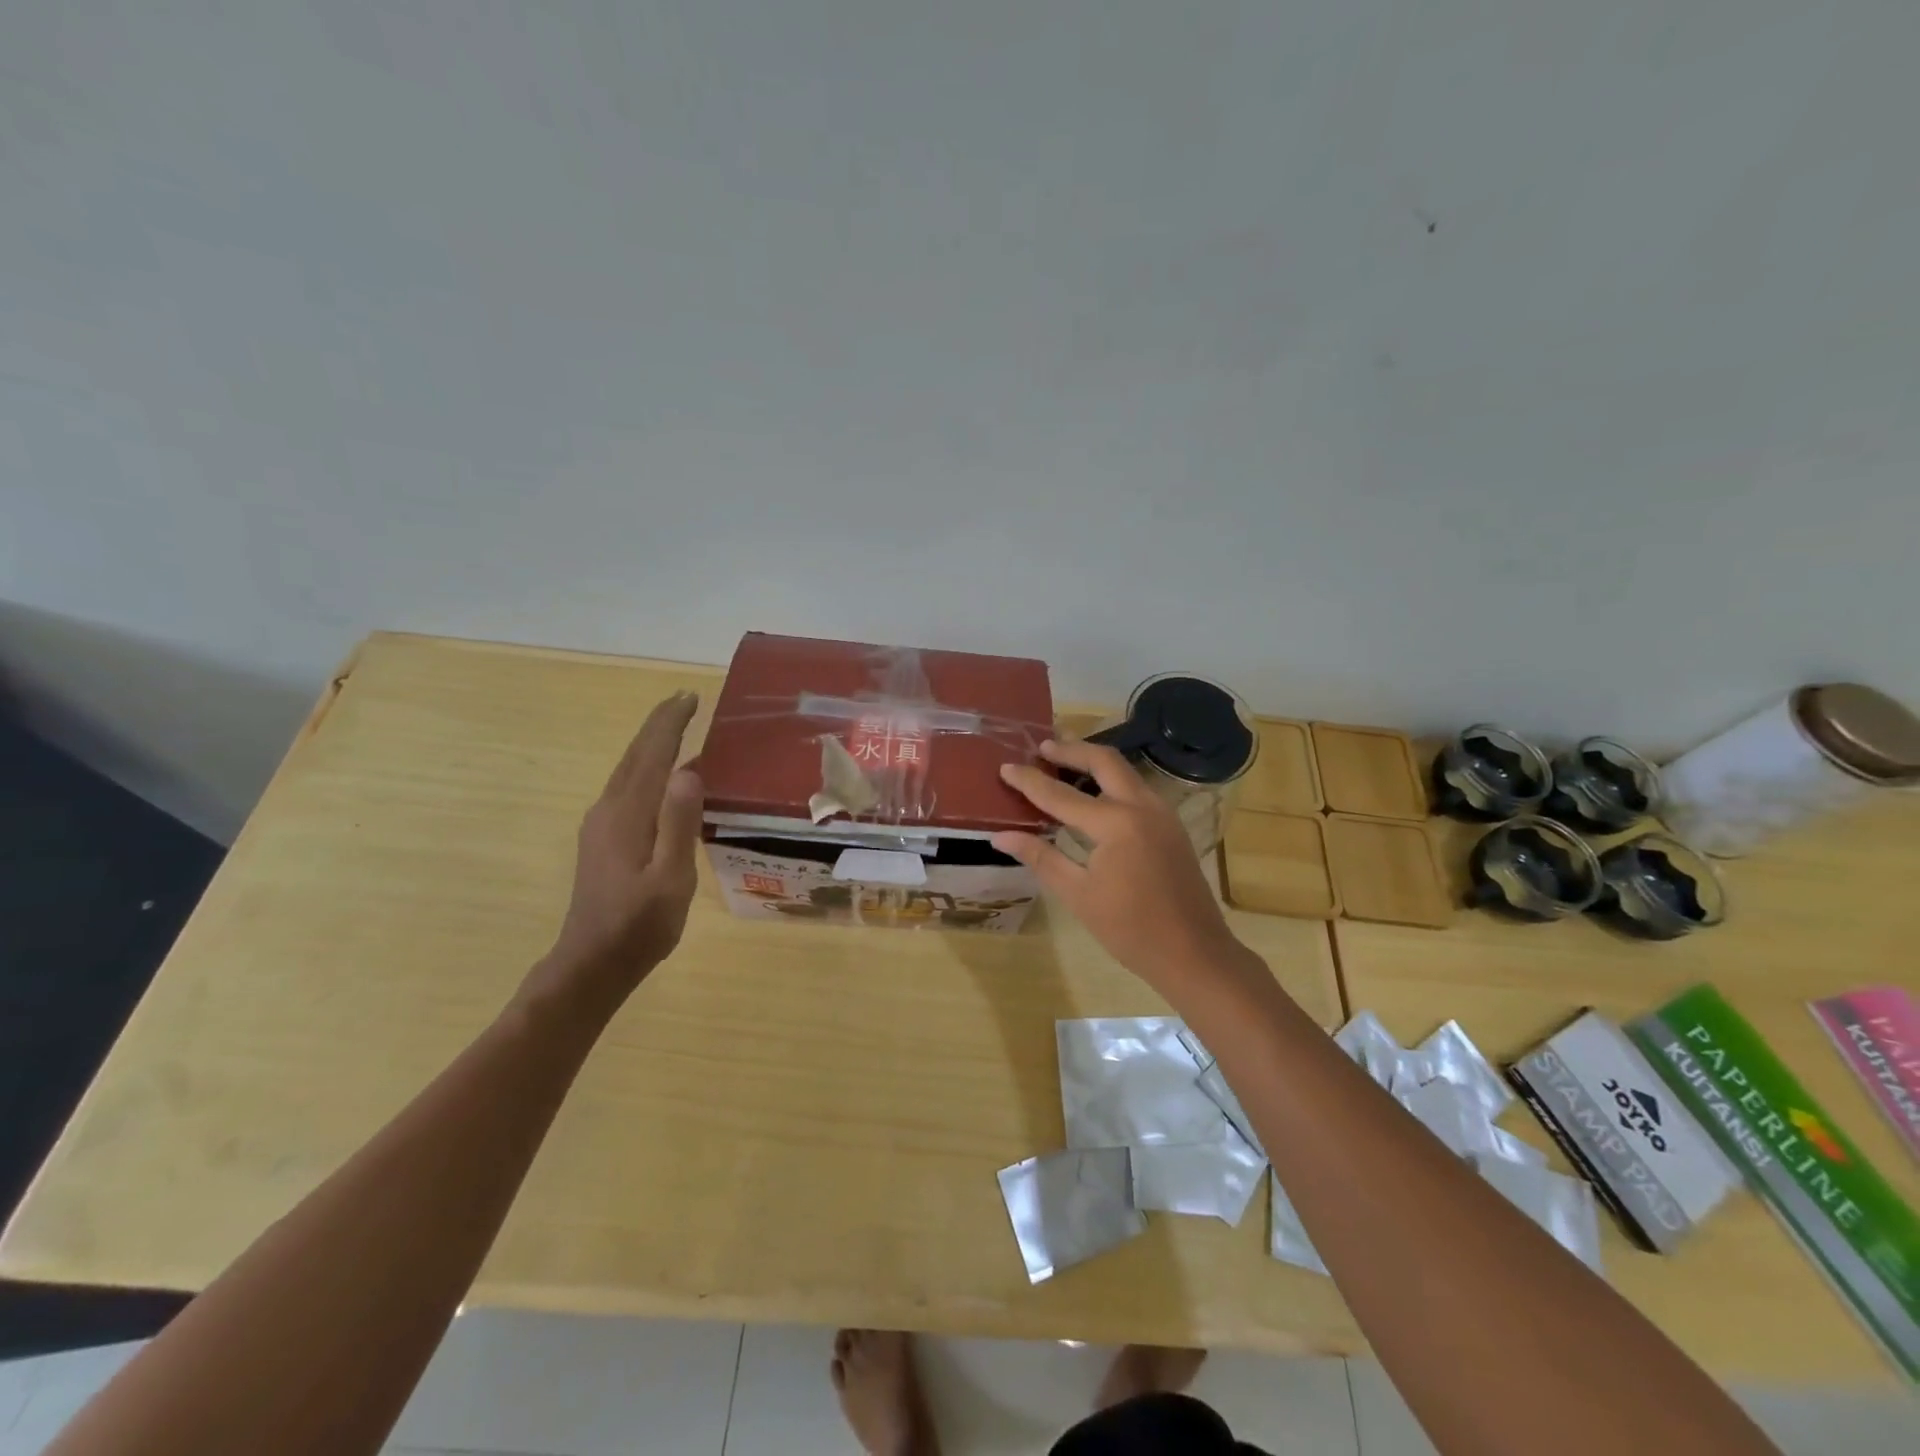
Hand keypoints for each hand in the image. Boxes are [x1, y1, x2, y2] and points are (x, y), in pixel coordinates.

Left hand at [542, 691, 704, 998]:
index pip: (652, 754)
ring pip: (629, 770)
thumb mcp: (671, 879)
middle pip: (636, 755)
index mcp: (628, 814)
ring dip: (652, 744)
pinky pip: (628, 787)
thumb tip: (688, 769)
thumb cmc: (640, 925)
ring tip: (678, 727)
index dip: (670, 723)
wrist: (591, 963)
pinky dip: (646, 767)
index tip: (690, 696)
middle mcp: (609, 809)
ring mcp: (600, 824)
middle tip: (686, 701)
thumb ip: (679, 824)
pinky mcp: (602, 838)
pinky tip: (663, 777)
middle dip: (659, 725)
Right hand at [992, 739, 1245, 997]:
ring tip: (1064, 759)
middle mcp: (1141, 806)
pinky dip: (1112, 780)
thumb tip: (1001, 836)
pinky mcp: (1171, 824)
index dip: (1030, 781)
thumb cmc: (1130, 929)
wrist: (1194, 953)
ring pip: (1124, 770)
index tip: (1005, 766)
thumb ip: (1040, 857)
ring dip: (1093, 760)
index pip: (1060, 794)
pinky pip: (1136, 788)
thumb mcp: (1078, 894)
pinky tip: (1095, 792)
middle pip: (1103, 761)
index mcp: (1115, 823)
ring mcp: (1162, 813)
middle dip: (1071, 749)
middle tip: (1042, 747)